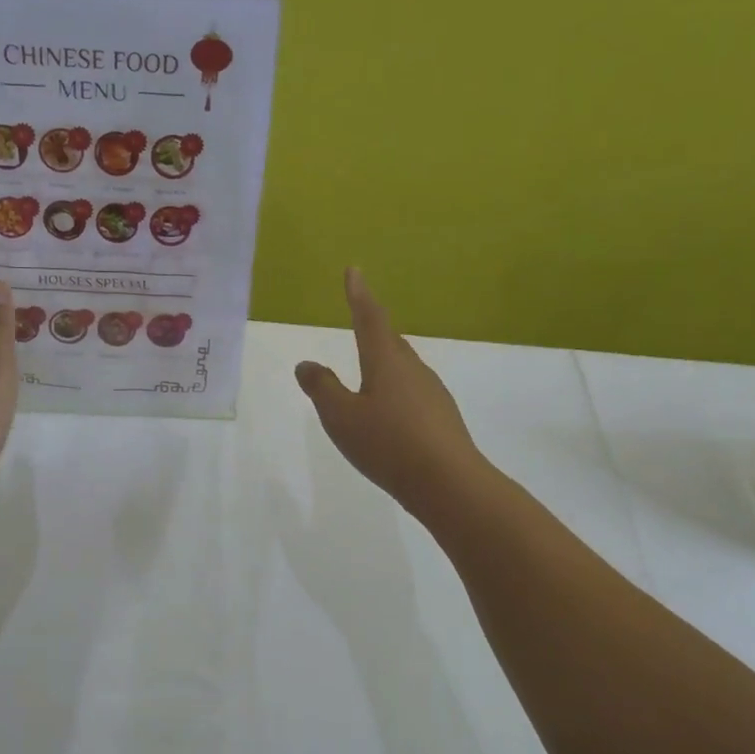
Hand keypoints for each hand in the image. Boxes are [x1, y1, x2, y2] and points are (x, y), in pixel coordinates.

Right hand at [295, 268, 489, 522]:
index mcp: (386, 361)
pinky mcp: (442, 416)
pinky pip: (413, 393)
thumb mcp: (341, 417)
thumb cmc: (388, 443)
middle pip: (390, 341)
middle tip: (359, 321)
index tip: (353, 271)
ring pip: (403, 368)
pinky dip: (396, 393)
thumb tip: (306, 364)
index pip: (369, 318)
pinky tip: (389, 416)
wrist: (449, 482)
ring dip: (384, 365)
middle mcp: (412, 369)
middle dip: (373, 330)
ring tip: (368, 377)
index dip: (359, 294)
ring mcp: (432, 392)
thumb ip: (322, 388)